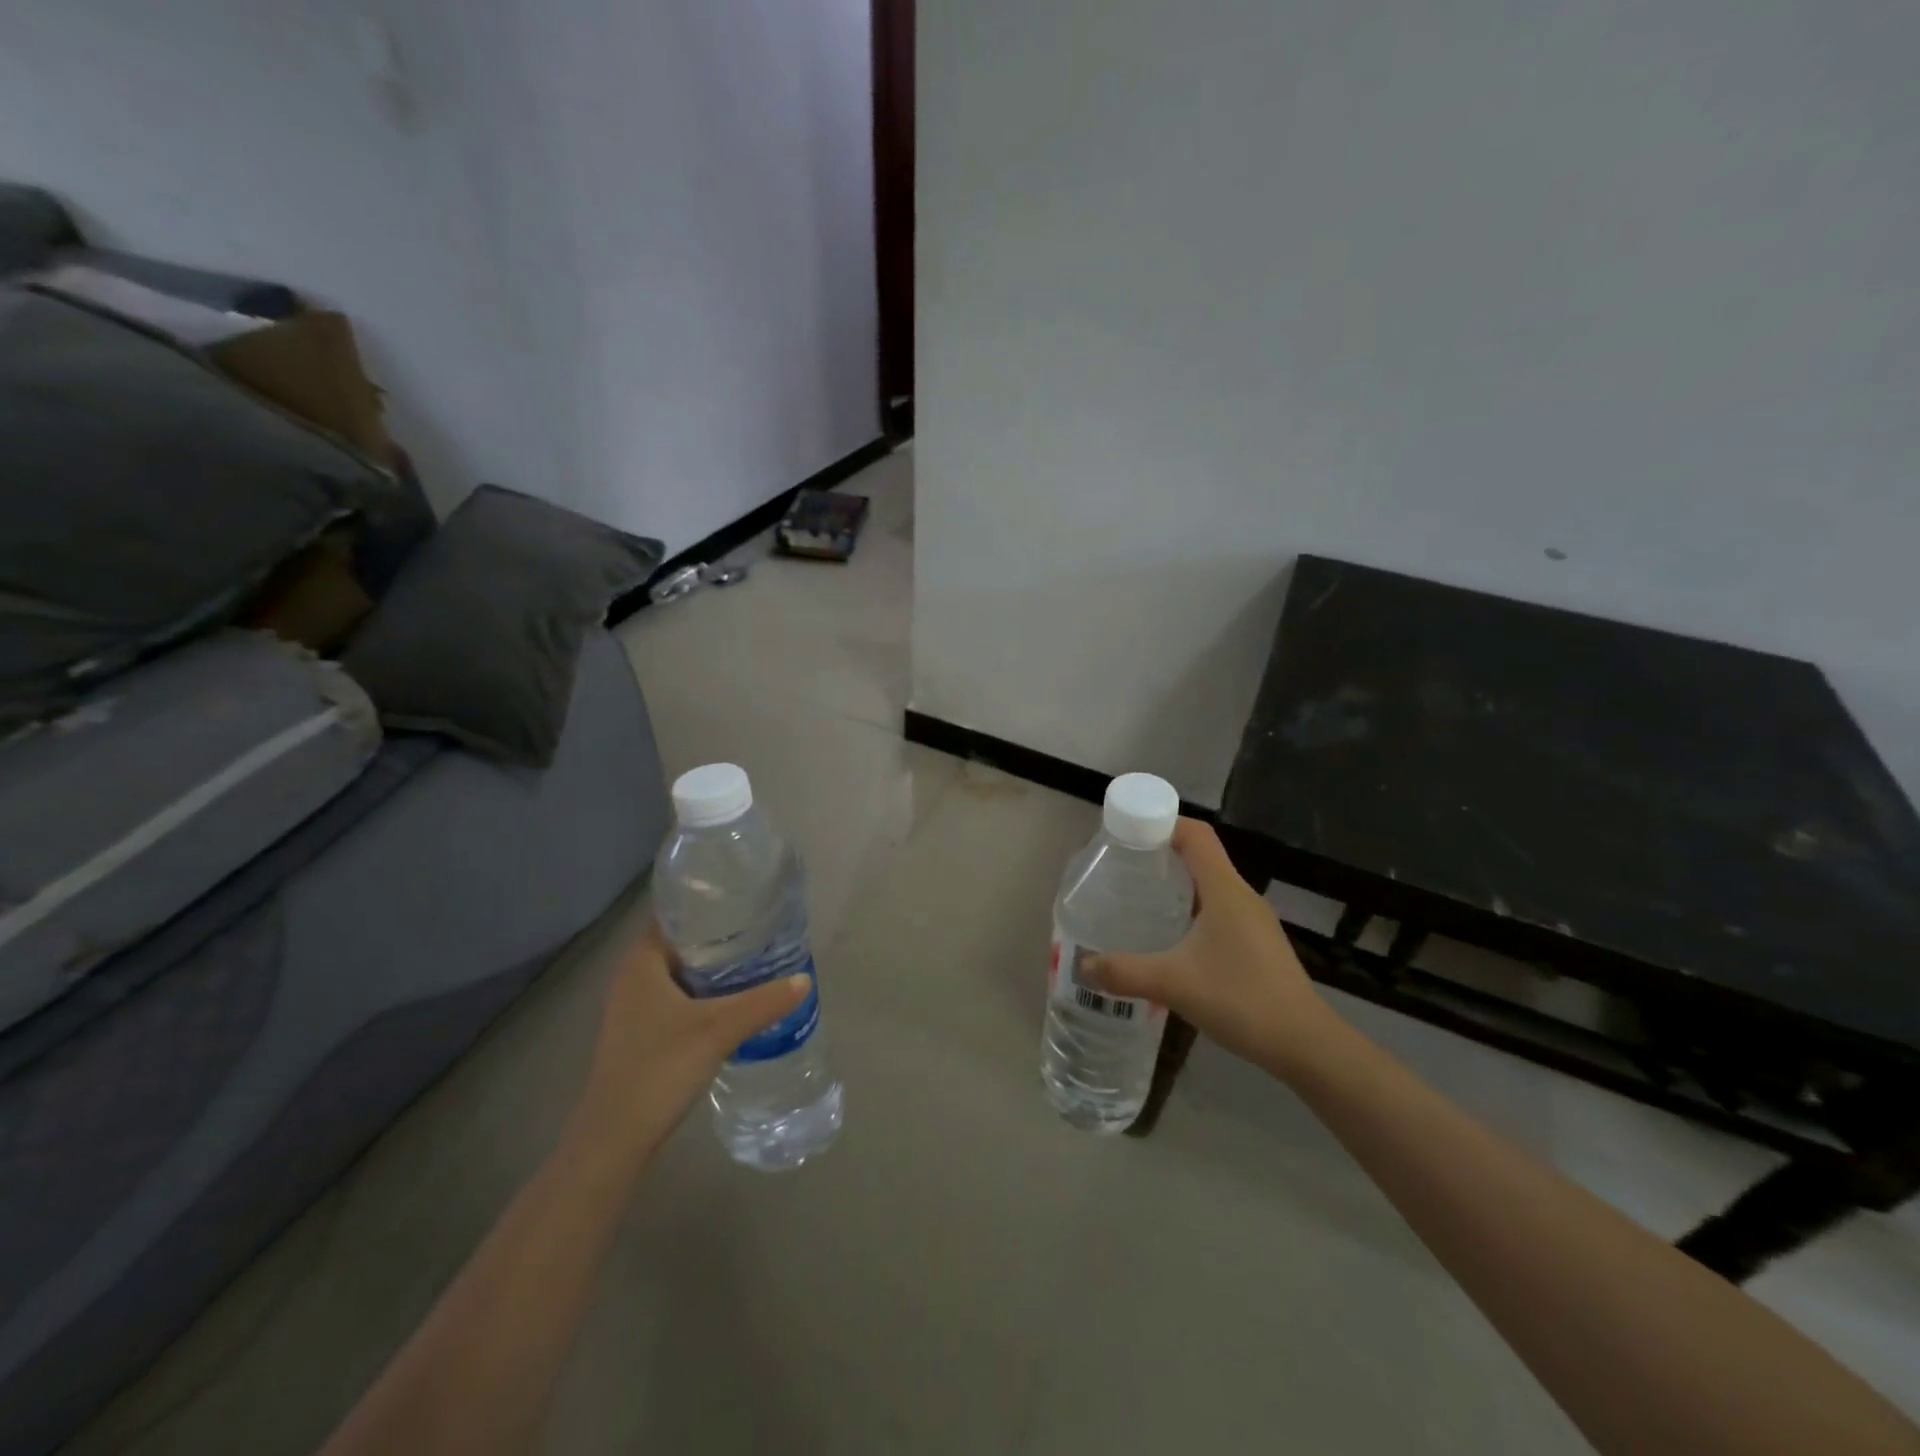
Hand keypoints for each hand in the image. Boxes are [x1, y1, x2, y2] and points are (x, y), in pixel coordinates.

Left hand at [575, 920, 808, 1157]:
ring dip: (716, 968)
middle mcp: (634, 976)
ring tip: (760, 960)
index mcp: (641, 961)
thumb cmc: (659, 1069)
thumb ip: (763, 1002)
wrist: (615, 1139)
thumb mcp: (718, 1030)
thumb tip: (805, 980)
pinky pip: (681, 997)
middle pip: (684, 943)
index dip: (713, 904)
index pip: (678, 914)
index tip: (750, 900)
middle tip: (765, 930)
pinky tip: (737, 1001)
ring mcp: (635, 1007)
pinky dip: (707, 993)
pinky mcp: (643, 1032)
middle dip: (723, 937)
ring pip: (684, 972)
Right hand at [1084, 819, 1336, 1080]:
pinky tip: (1171, 942)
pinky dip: (1191, 913)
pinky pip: (1218, 912)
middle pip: (1200, 857)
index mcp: (1225, 889)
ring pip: (1209, 887)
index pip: (1196, 834)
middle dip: (1160, 857)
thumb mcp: (1172, 984)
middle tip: (1122, 871)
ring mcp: (1254, 921)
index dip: (1163, 823)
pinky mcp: (1258, 944)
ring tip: (1139, 903)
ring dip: (1176, 888)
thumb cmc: (1241, 999)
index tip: (1128, 835)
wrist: (1304, 1045)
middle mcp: (1242, 896)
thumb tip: (1083, 965)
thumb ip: (1124, 972)